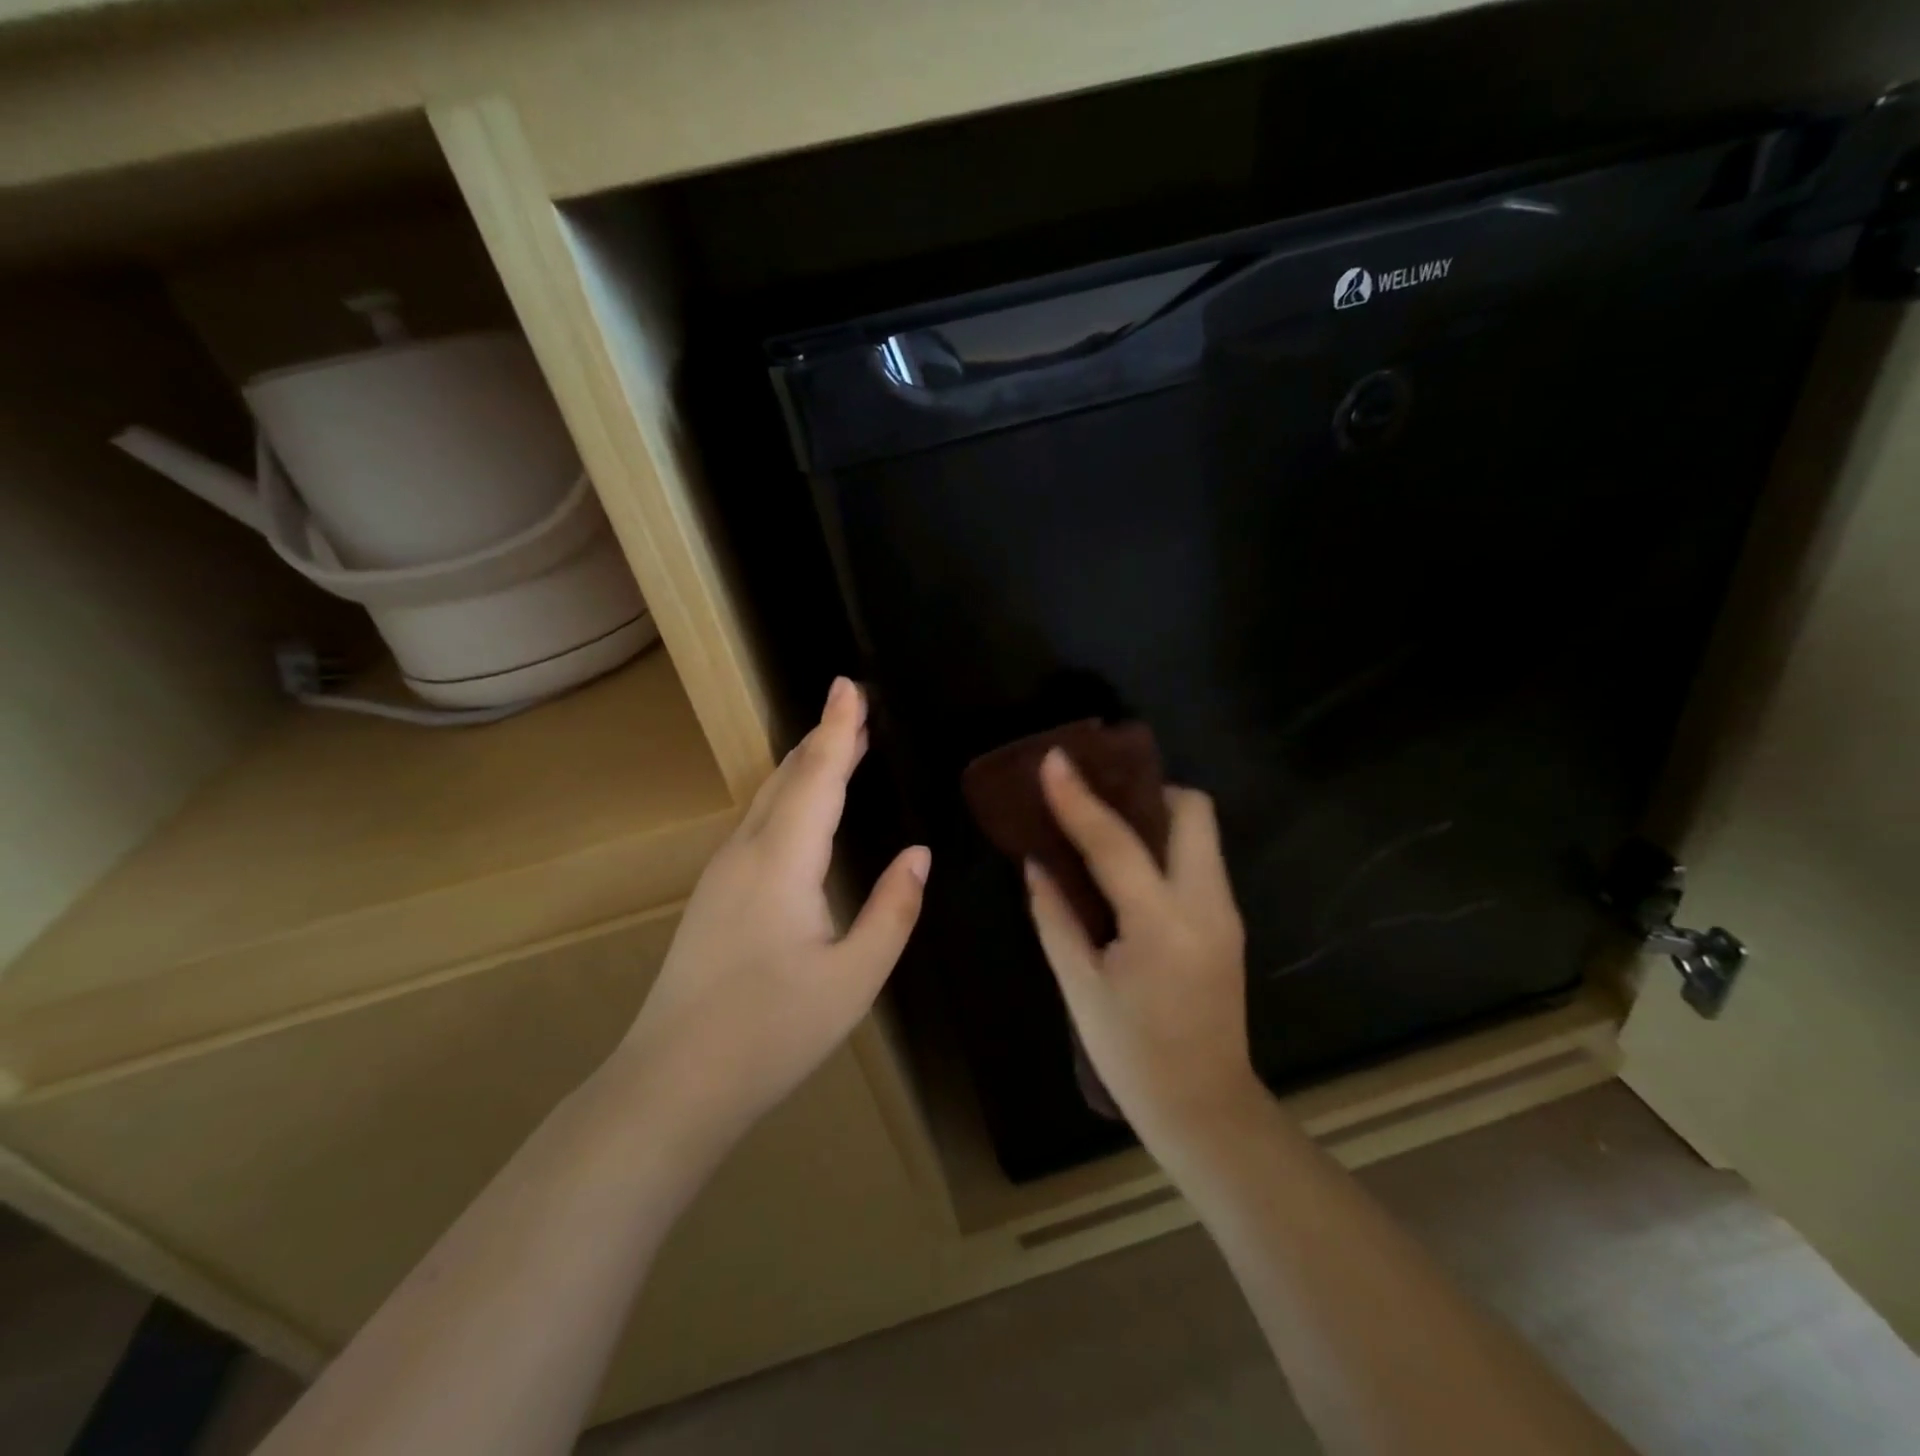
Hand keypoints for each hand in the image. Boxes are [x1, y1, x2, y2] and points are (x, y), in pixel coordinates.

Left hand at [623, 677, 928, 1143]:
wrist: (672, 1083)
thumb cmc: (772, 1032)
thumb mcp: (854, 977)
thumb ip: (892, 910)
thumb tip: (918, 854)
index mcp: (783, 862)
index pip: (818, 776)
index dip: (838, 728)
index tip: (850, 684)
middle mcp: (747, 852)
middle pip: (788, 777)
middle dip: (824, 738)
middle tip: (856, 707)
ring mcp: (722, 872)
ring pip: (768, 798)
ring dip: (805, 765)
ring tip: (839, 745)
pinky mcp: (714, 894)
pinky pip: (758, 822)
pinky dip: (789, 795)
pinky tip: (802, 809)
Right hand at [1026, 748, 1262, 1152]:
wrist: (1205, 1108)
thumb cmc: (1132, 1054)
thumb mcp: (1078, 986)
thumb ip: (1054, 916)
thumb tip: (1036, 862)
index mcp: (1161, 924)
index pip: (1115, 842)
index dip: (1078, 797)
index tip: (1054, 758)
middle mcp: (1206, 905)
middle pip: (1192, 811)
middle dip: (1146, 791)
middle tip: (1099, 799)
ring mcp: (1225, 912)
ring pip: (1201, 832)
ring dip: (1157, 815)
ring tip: (1107, 826)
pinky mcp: (1228, 923)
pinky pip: (1199, 860)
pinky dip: (1166, 846)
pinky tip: (1129, 867)